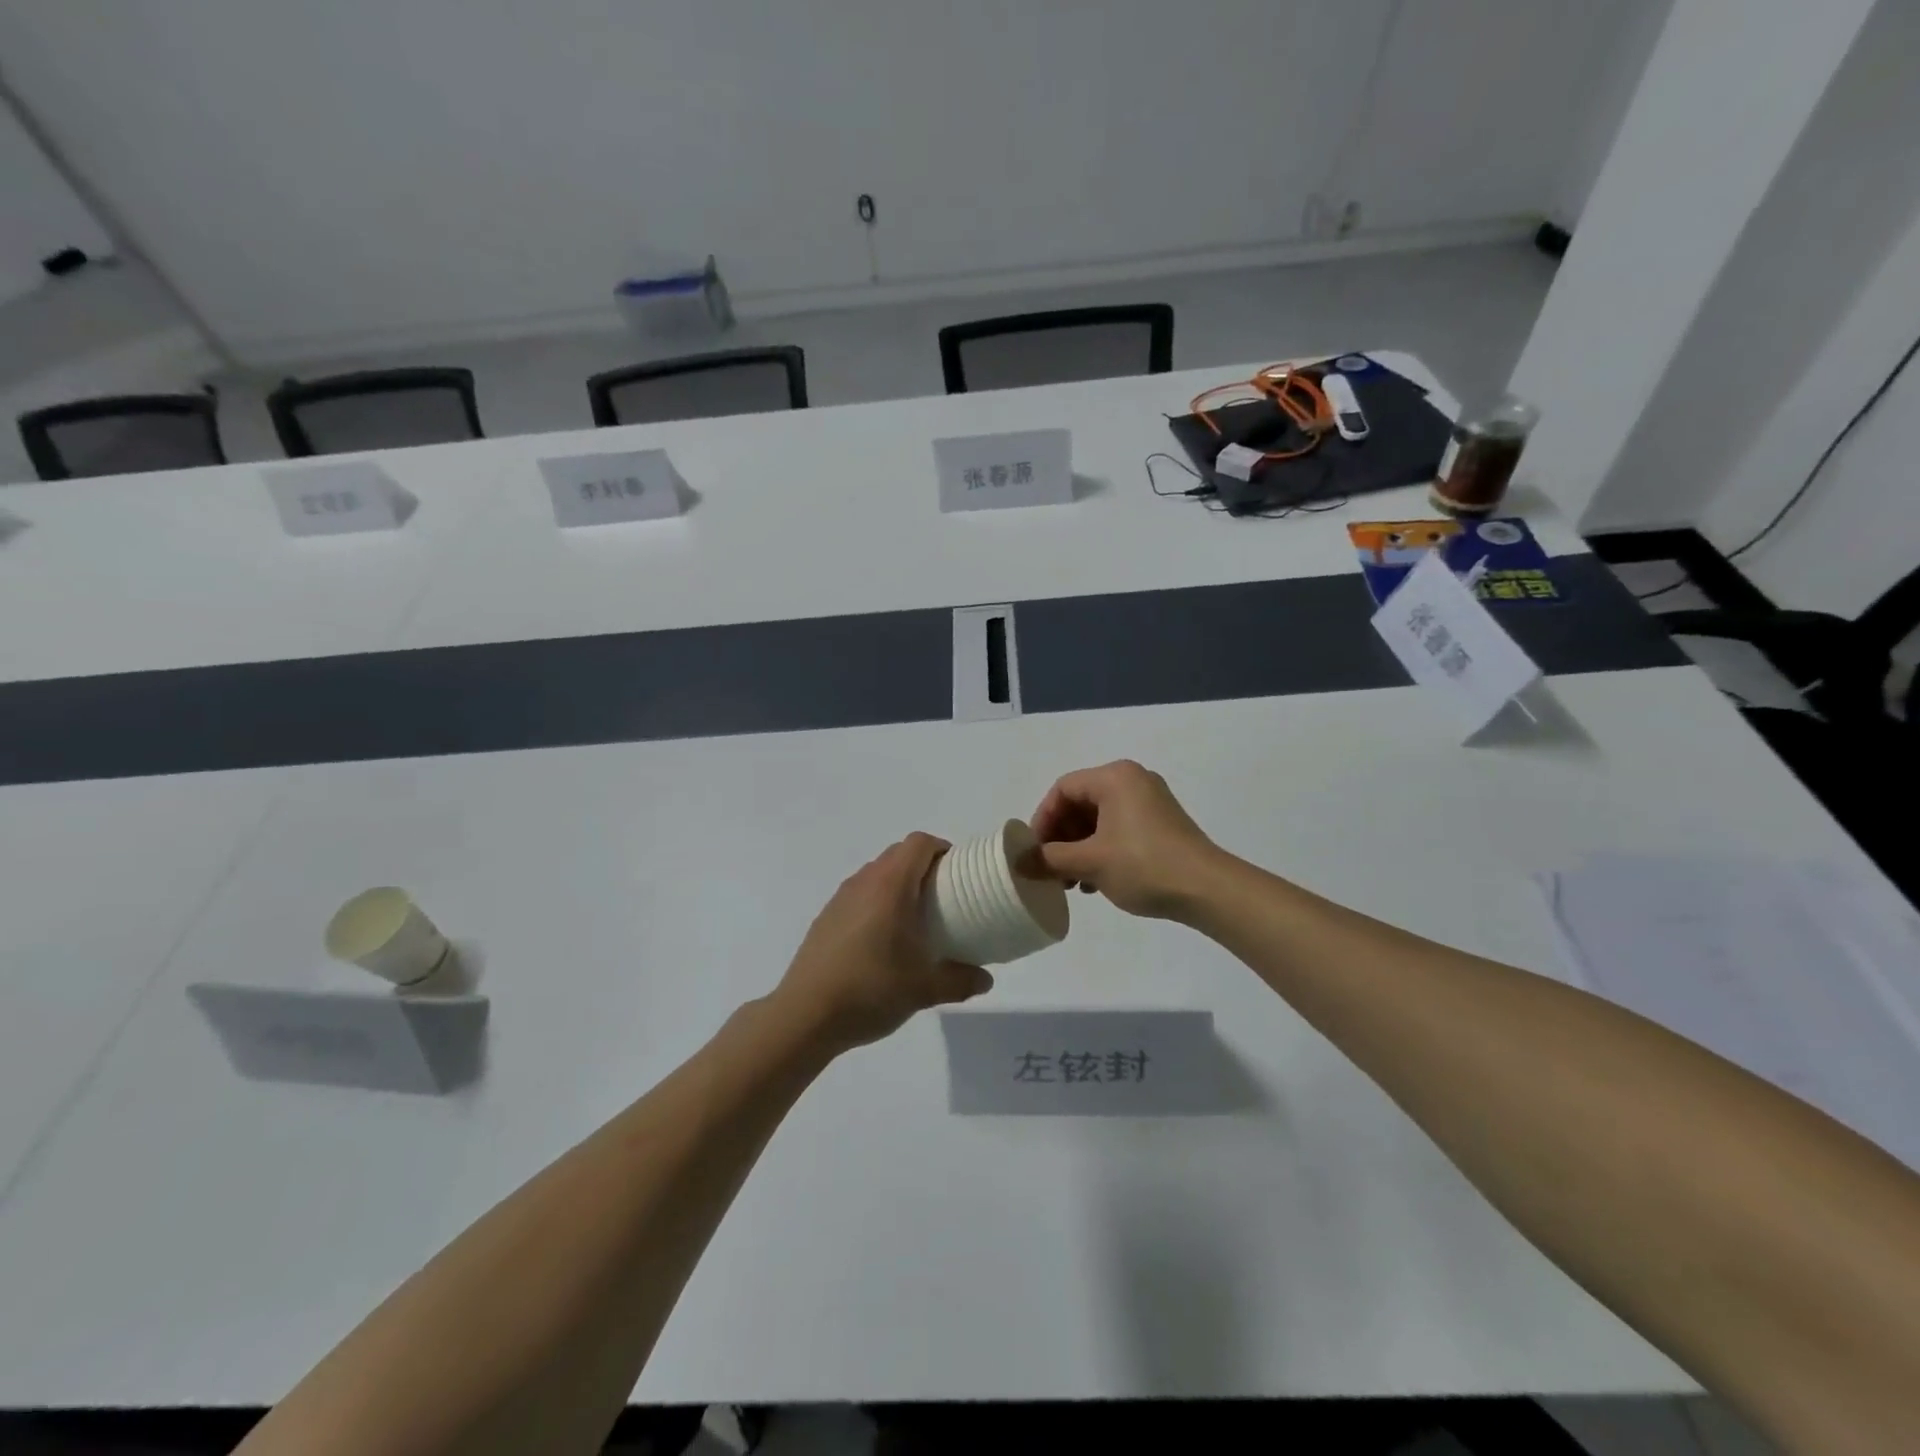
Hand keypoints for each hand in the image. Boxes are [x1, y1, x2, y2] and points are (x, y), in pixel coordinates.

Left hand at [771, 833, 992, 1055]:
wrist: (805, 1015)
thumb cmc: (870, 990)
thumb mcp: (923, 990)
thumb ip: (960, 981)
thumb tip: (985, 980)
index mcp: (890, 886)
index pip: (919, 843)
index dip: (942, 849)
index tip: (959, 874)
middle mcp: (864, 882)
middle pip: (898, 854)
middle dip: (924, 866)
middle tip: (944, 897)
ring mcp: (841, 898)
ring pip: (876, 873)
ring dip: (899, 884)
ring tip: (915, 919)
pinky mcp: (826, 917)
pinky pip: (859, 894)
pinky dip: (877, 902)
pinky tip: (882, 940)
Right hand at [1029, 760, 1224, 918]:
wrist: (1208, 890)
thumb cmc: (1144, 865)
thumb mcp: (1090, 862)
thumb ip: (1050, 859)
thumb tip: (1018, 862)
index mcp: (1115, 777)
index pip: (1063, 789)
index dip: (1042, 819)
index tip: (1034, 852)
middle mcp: (1132, 780)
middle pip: (1081, 803)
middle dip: (1061, 837)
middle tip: (1050, 868)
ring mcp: (1150, 802)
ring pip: (1099, 819)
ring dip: (1079, 848)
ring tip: (1072, 881)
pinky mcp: (1161, 824)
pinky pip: (1118, 828)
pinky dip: (1101, 850)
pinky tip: (1095, 881)